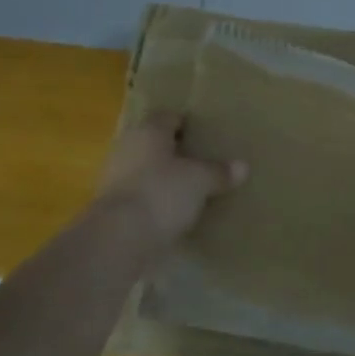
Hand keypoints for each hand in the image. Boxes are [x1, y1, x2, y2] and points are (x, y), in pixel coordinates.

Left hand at [97, 114, 245, 241]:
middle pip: (155, 143)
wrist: (119, 239)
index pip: (168, 117)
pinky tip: (175, 211)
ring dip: (164, 177)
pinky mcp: (112, 208)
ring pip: (145, 170)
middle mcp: (127, 148)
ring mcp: (114, 178)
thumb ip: (219, 172)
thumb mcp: (201, 181)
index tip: (205, 133)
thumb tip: (242, 166)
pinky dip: (155, 200)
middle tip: (202, 160)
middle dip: (175, 151)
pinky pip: (141, 196)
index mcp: (148, 131)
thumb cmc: (162, 192)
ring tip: (192, 188)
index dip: (187, 123)